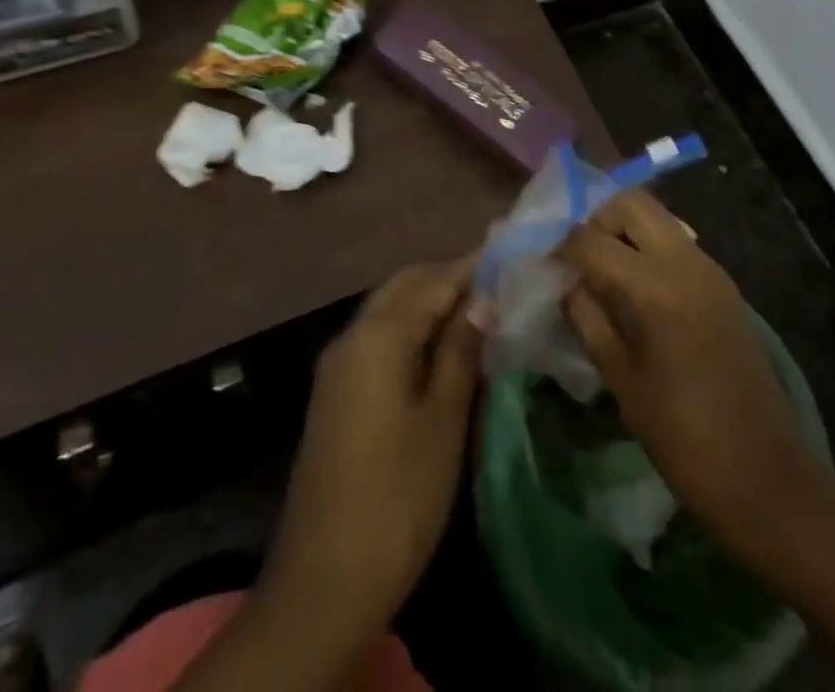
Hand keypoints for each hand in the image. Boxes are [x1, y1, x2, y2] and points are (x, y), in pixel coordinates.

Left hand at [261, 258, 483, 638]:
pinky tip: (442, 346)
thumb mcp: (443, 420)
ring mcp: (339, 364)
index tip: (511, 252)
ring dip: (430, 300)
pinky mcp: (336, 391)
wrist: (323, 582)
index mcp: (379, 335)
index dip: (473, 266)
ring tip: (478, 310)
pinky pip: (379, 336)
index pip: (434, 280)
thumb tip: (481, 300)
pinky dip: (412, 327)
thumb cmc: (397, 497)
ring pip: (390, 308)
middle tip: (498, 282)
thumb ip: (460, 351)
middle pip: (406, 285)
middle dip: (449, 277)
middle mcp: (352, 336)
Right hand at [555, 193, 824, 558]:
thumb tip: (565, 284)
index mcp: (656, 287)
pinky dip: (648, 248)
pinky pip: (676, 243)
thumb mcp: (621, 378)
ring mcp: (709, 268)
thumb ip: (587, 319)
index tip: (543, 266)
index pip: (592, 240)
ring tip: (602, 274)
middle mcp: (685, 261)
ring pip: (657, 218)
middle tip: (578, 260)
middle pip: (631, 204)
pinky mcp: (723, 284)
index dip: (560, 248)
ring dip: (624, 231)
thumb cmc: (683, 436)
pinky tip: (635, 291)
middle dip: (596, 221)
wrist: (764, 473)